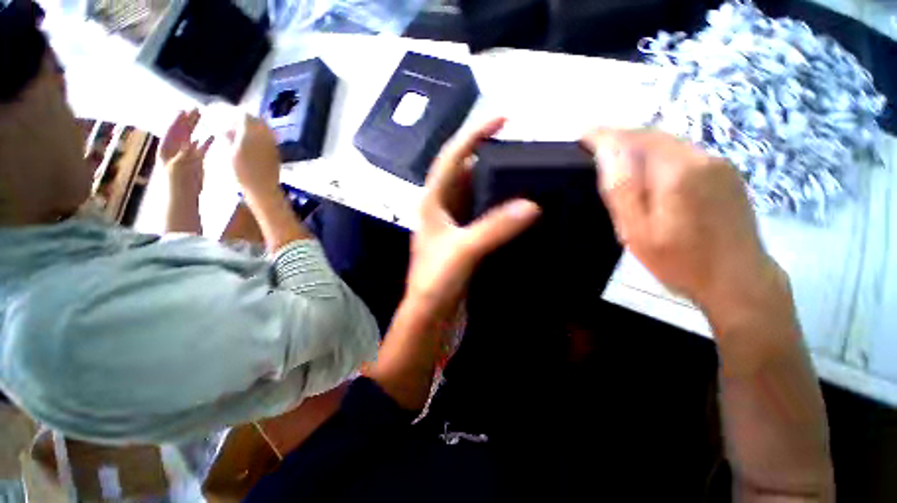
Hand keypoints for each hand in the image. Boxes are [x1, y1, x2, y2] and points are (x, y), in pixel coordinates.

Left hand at [161, 109, 212, 198]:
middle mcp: (175, 149)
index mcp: (167, 149)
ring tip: (201, 116)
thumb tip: (193, 142)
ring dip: (196, 127)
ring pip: (191, 136)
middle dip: (187, 120)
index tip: (183, 110)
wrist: (183, 195)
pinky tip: (212, 136)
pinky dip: (206, 142)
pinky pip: (202, 148)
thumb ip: (185, 153)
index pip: (171, 131)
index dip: (176, 121)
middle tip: (195, 108)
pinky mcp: (197, 161)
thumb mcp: (179, 167)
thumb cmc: (177, 182)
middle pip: (181, 130)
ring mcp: (186, 154)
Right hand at [225, 114, 281, 202]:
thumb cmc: (242, 172)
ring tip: (238, 131)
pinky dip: (258, 133)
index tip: (222, 114)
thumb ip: (227, 137)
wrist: (263, 188)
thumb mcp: (229, 153)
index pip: (243, 114)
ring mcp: (272, 143)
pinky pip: (267, 136)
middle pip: (254, 118)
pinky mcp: (276, 150)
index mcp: (251, 134)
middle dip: (241, 117)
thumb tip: (222, 127)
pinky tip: (249, 140)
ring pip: (262, 126)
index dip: (231, 112)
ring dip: (250, 125)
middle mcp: (264, 135)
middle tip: (230, 122)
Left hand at [408, 118, 540, 318]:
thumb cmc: (435, 282)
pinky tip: (519, 209)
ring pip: (477, 196)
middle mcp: (443, 209)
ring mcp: (455, 226)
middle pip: (467, 174)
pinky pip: (485, 217)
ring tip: (525, 175)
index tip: (502, 119)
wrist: (431, 317)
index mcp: (433, 202)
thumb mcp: (462, 250)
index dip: (474, 134)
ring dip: (498, 186)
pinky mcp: (466, 241)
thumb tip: (531, 205)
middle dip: (491, 160)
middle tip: (521, 151)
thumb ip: (494, 227)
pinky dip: (501, 210)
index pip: (452, 157)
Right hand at [581, 129, 783, 322]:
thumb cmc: (680, 262)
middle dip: (620, 137)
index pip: (632, 139)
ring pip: (668, 142)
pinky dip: (657, 154)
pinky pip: (683, 153)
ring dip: (638, 145)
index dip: (603, 135)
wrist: (739, 281)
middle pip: (651, 135)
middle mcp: (701, 157)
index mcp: (677, 172)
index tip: (582, 137)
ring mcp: (718, 163)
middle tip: (594, 148)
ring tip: (615, 158)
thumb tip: (606, 152)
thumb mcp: (638, 231)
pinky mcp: (725, 173)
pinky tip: (648, 171)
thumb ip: (622, 189)